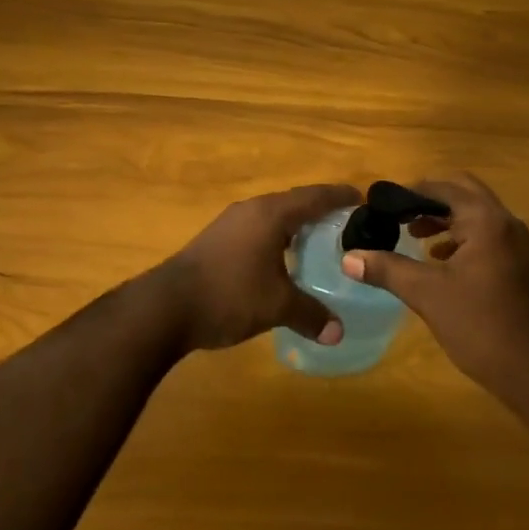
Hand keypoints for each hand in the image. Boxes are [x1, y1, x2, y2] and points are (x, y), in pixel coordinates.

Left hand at [158, 183, 361, 352]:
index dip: (341, 197)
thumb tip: (338, 333)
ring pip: (274, 217)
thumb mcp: (276, 307)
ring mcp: (231, 223)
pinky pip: (258, 230)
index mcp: (271, 214)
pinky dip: (278, 239)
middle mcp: (252, 209)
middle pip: (295, 203)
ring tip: (320, 245)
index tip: (363, 200)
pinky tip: (284, 262)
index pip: (315, 196)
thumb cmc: (228, 295)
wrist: (165, 307)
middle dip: (321, 212)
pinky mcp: (217, 240)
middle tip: (348, 227)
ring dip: (297, 227)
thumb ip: (311, 315)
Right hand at [340, 173, 528, 404]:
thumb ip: (387, 269)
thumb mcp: (427, 294)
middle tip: (397, 215)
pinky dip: (458, 237)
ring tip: (411, 235)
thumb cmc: (480, 325)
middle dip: (428, 200)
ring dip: (443, 218)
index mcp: (485, 220)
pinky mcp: (516, 264)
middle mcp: (504, 222)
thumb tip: (349, 257)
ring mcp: (514, 244)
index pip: (443, 187)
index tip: (380, 205)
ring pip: (474, 215)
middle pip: (462, 192)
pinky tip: (437, 260)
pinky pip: (483, 235)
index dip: (409, 192)